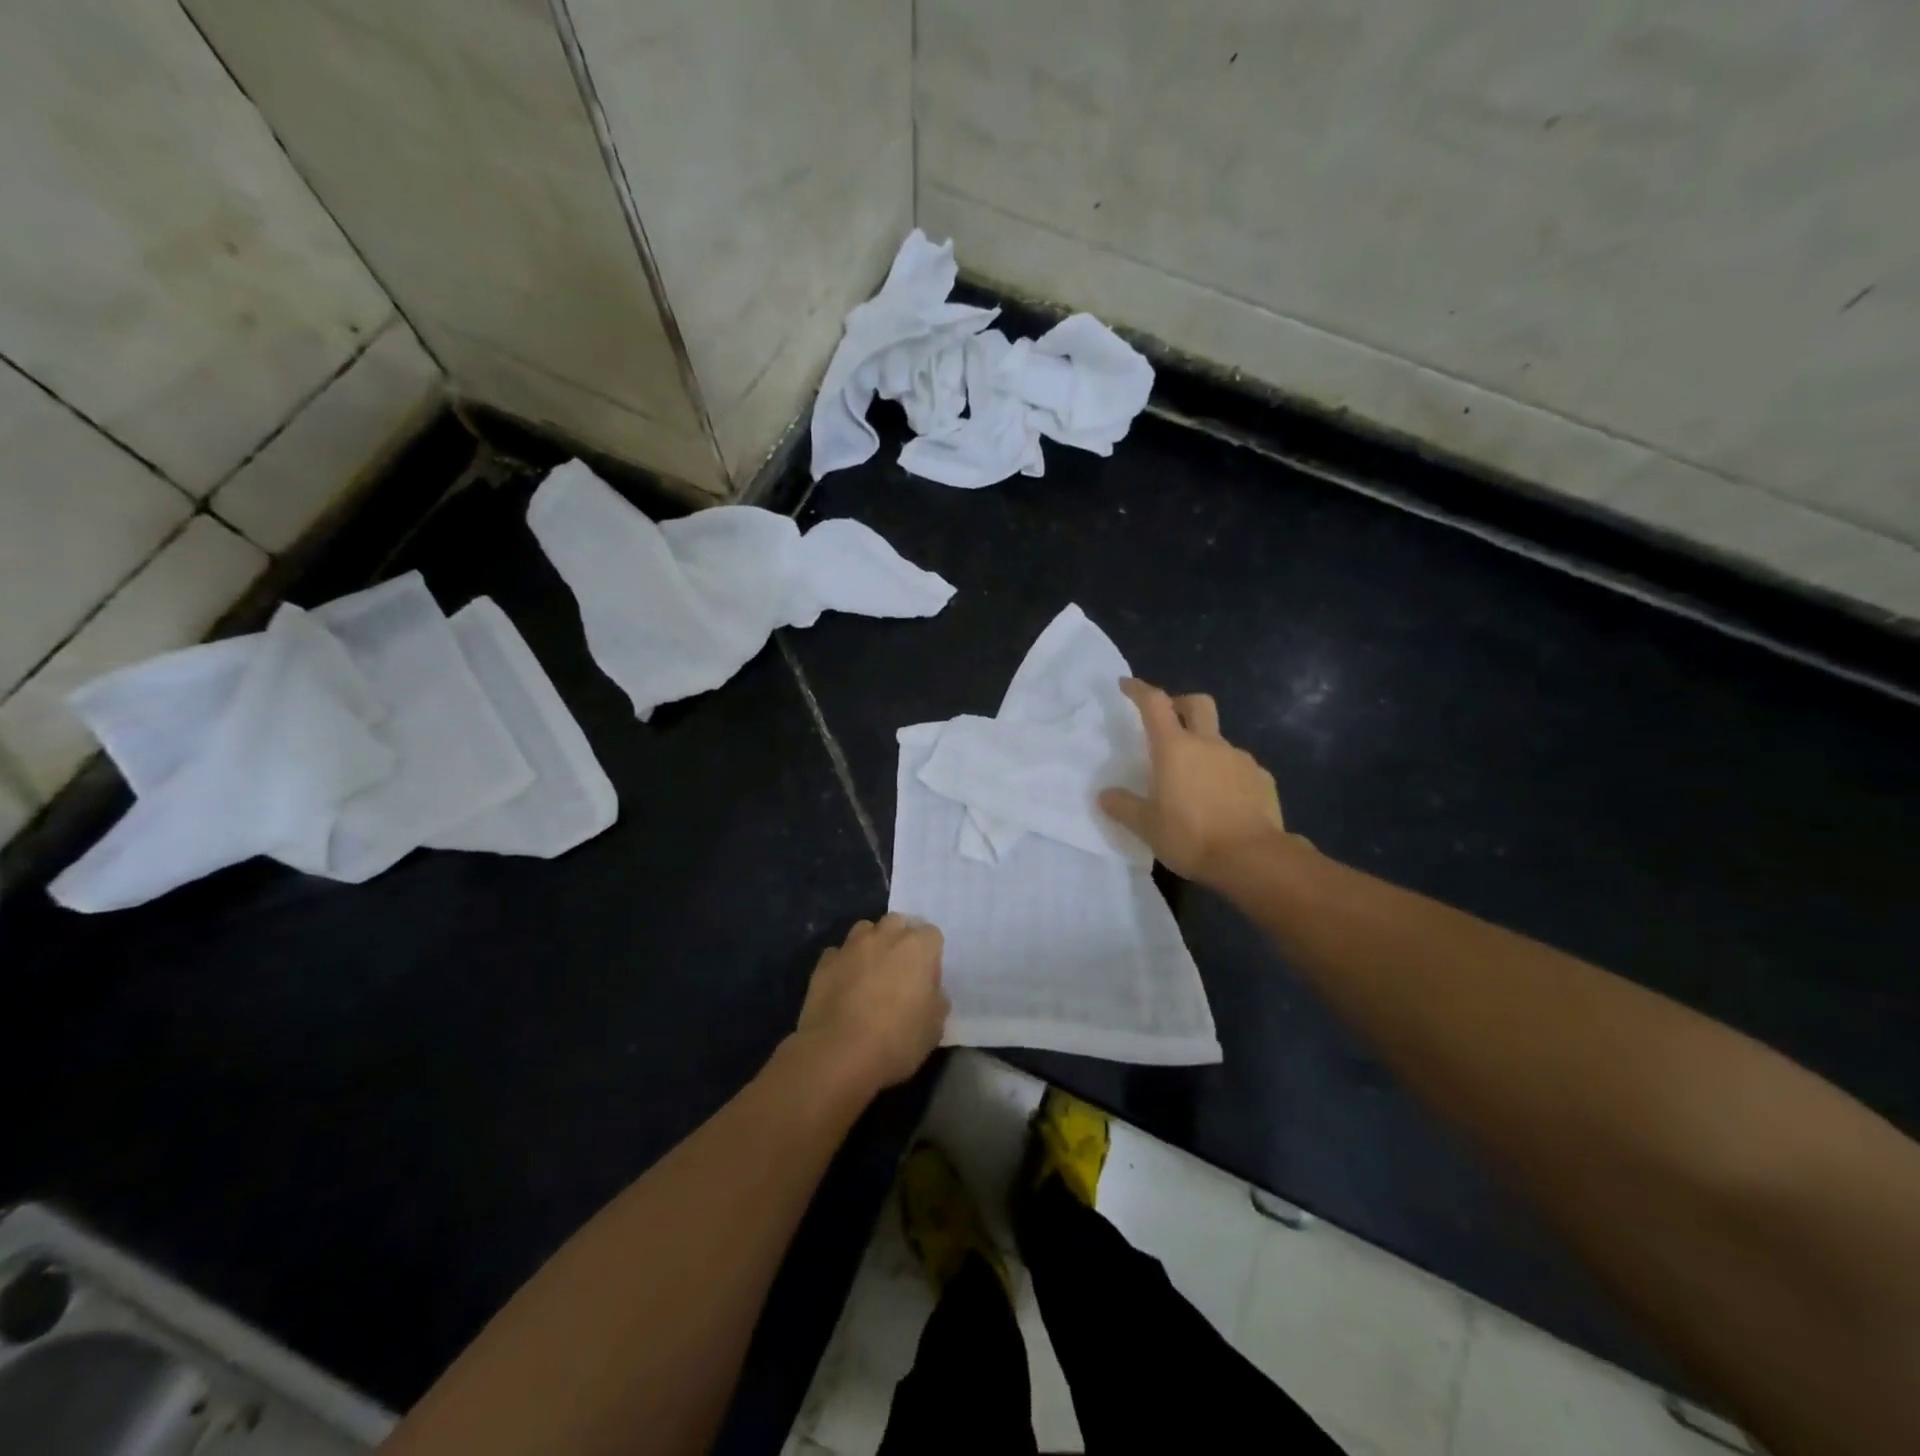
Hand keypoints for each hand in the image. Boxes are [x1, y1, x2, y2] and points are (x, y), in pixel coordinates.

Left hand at [793, 914, 948, 1094]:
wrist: (838, 1055)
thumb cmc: (896, 1041)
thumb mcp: (934, 1028)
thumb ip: (936, 1000)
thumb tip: (930, 992)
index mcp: (918, 947)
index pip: (932, 935)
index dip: (931, 956)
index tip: (926, 980)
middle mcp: (885, 936)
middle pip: (897, 923)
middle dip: (900, 939)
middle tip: (900, 971)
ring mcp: (851, 946)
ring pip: (865, 930)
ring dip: (871, 945)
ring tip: (870, 973)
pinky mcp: (824, 962)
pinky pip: (838, 953)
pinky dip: (843, 964)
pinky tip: (843, 987)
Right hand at [1099, 677, 1288, 887]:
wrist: (1253, 859)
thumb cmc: (1191, 837)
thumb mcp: (1146, 827)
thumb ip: (1123, 806)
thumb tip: (1105, 795)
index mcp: (1175, 748)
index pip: (1154, 703)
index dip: (1139, 690)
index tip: (1126, 685)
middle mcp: (1209, 744)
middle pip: (1197, 703)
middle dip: (1180, 704)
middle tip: (1169, 721)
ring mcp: (1240, 759)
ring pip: (1219, 740)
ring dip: (1205, 748)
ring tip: (1195, 780)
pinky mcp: (1262, 779)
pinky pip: (1239, 767)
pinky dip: (1227, 774)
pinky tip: (1223, 800)